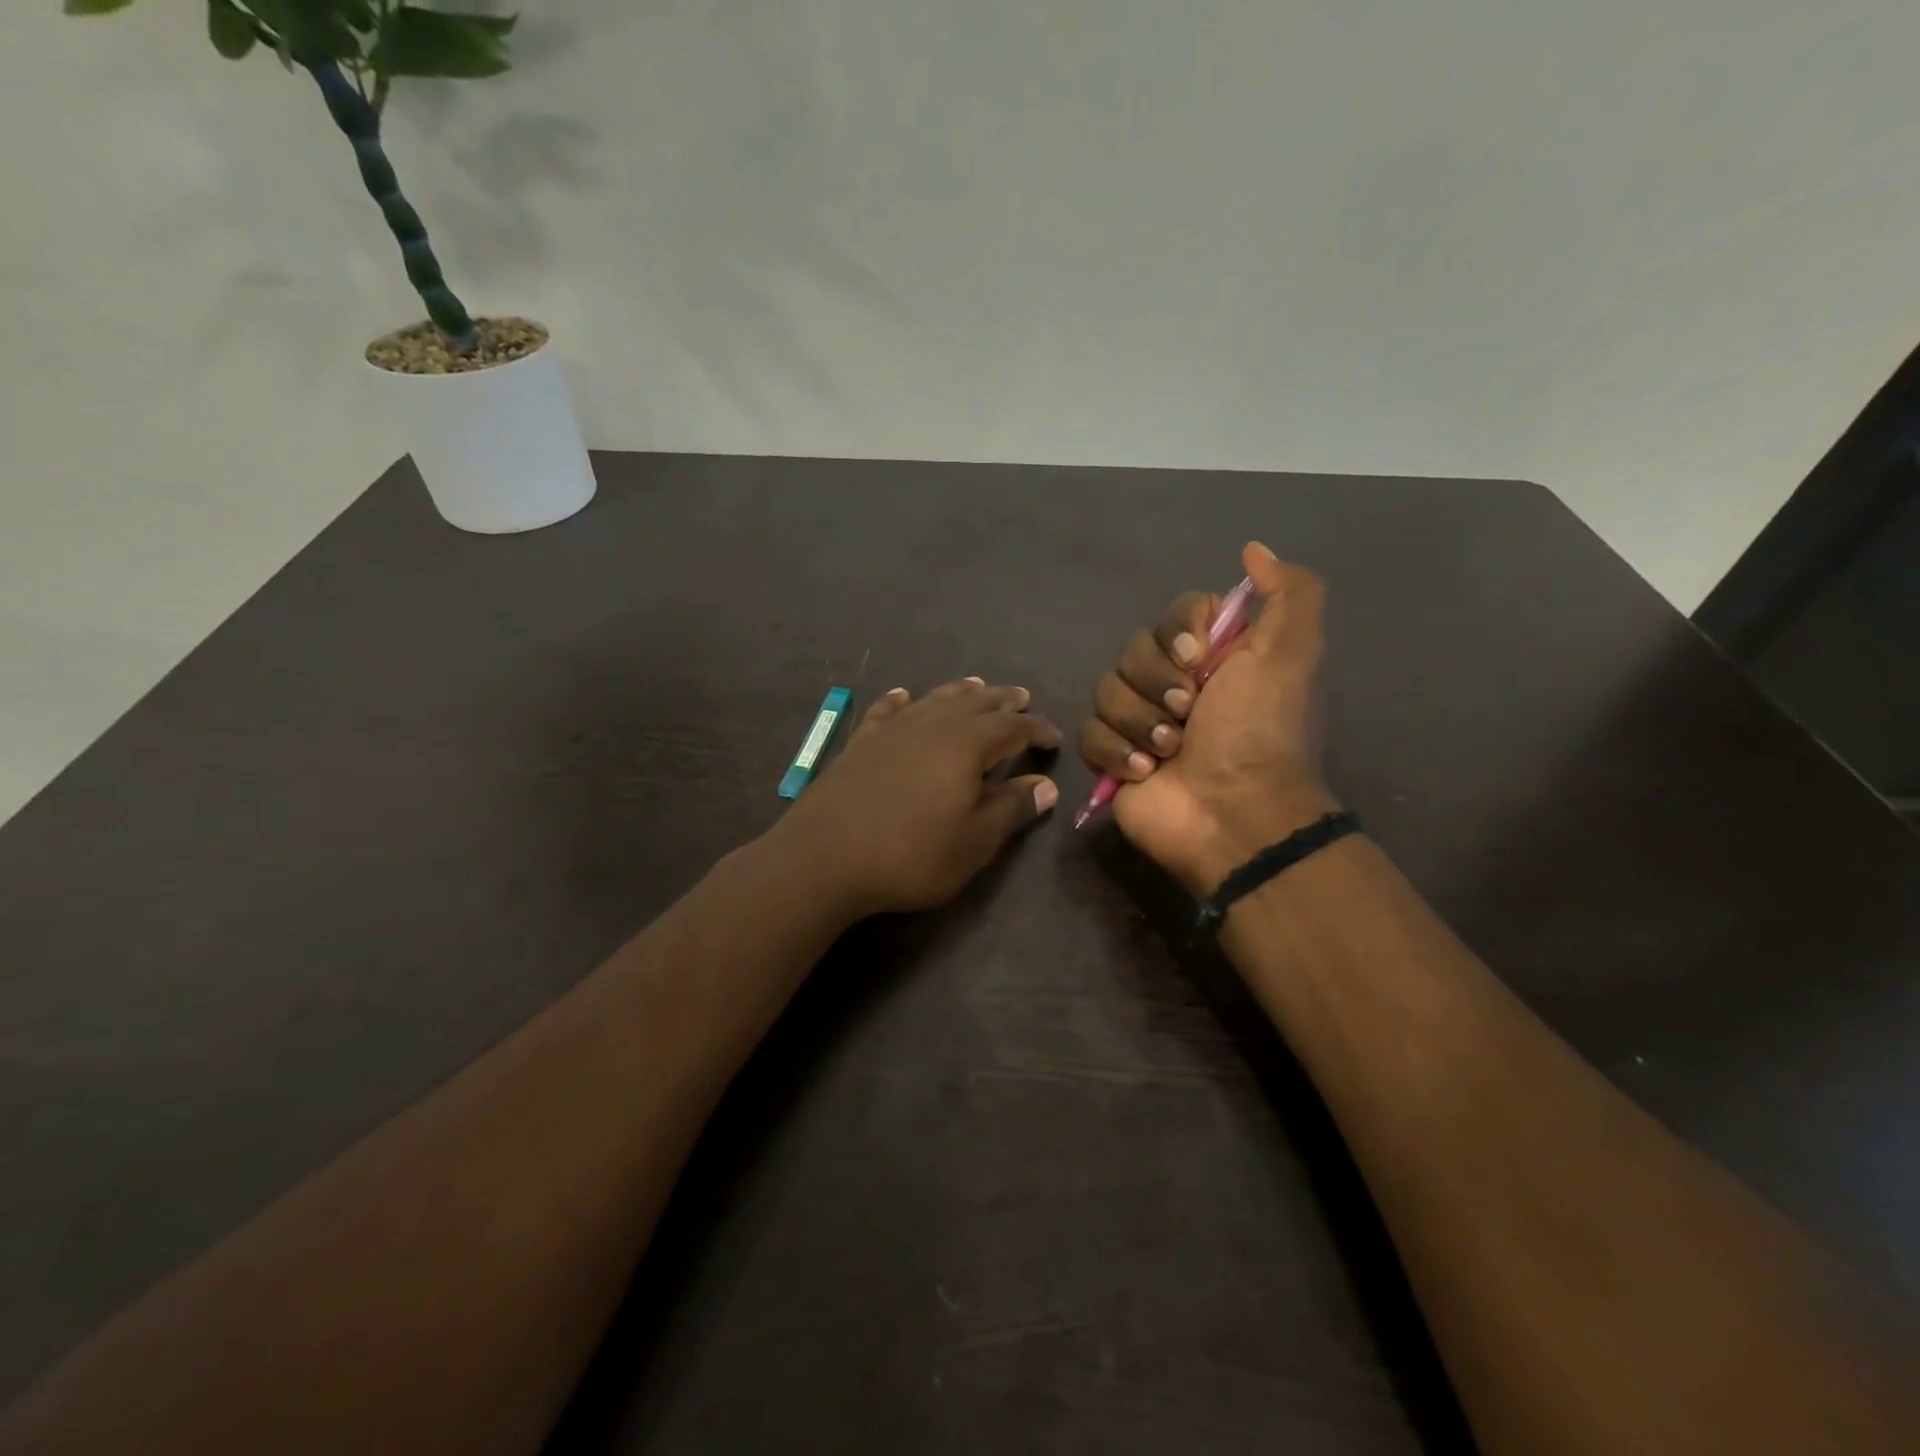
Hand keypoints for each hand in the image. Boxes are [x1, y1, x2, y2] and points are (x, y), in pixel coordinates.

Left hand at [770, 678, 1061, 916]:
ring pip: (934, 699)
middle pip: (975, 703)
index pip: (1012, 727)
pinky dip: (901, 700)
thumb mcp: (973, 842)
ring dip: (959, 692)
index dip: (1037, 729)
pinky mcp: (861, 743)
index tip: (1054, 738)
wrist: (824, 857)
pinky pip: (887, 710)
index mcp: (966, 745)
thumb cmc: (910, 854)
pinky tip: (903, 695)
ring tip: (976, 685)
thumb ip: (1011, 809)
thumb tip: (1046, 786)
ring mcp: (892, 730)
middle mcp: (931, 725)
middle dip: (1002, 700)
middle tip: (1021, 697)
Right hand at [1079, 542, 1337, 893]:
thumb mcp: (1292, 656)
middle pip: (1132, 652)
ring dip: (1138, 722)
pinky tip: (1144, 773)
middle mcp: (1176, 684)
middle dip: (1156, 684)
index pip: (1174, 616)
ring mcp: (1140, 722)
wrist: (1233, 815)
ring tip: (1169, 752)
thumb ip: (1289, 594)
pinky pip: (1089, 733)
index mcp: (1215, 659)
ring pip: (1106, 692)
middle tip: (1187, 715)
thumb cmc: (1259, 733)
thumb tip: (1254, 550)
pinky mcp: (1113, 758)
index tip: (1195, 659)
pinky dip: (1115, 752)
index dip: (1176, 633)